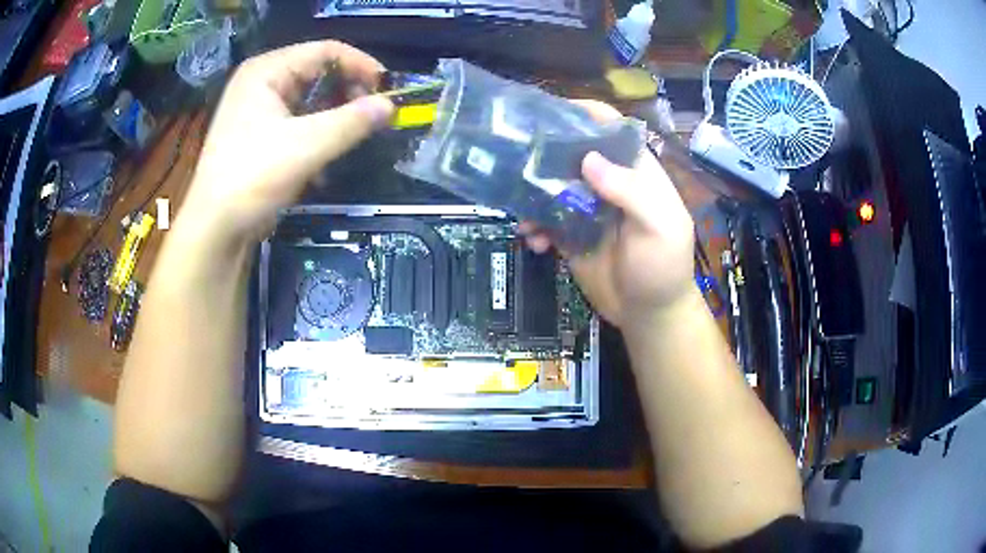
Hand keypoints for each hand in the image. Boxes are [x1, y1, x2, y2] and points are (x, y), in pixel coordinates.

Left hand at [181, 41, 393, 243]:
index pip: (325, 51)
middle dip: (348, 92)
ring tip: (353, 137)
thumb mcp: (307, 146)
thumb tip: (391, 106)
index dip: (360, 65)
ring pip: (309, 100)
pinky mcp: (259, 135)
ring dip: (334, 116)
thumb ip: (352, 121)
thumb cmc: (252, 177)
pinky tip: (326, 161)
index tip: (387, 89)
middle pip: (317, 73)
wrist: (215, 229)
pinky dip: (317, 135)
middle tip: (372, 116)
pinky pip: (298, 122)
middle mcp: (261, 82)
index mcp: (266, 70)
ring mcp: (258, 109)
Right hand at [523, 101, 695, 329]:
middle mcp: (608, 183)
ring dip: (532, 195)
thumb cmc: (663, 268)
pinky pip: (544, 219)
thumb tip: (588, 159)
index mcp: (635, 172)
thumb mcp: (660, 227)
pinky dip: (534, 226)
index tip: (548, 113)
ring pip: (552, 185)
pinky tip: (532, 241)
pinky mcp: (570, 234)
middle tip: (516, 161)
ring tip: (524, 214)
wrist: (650, 315)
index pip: (609, 129)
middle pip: (572, 153)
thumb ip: (631, 191)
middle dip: (544, 155)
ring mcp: (586, 208)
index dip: (583, 114)